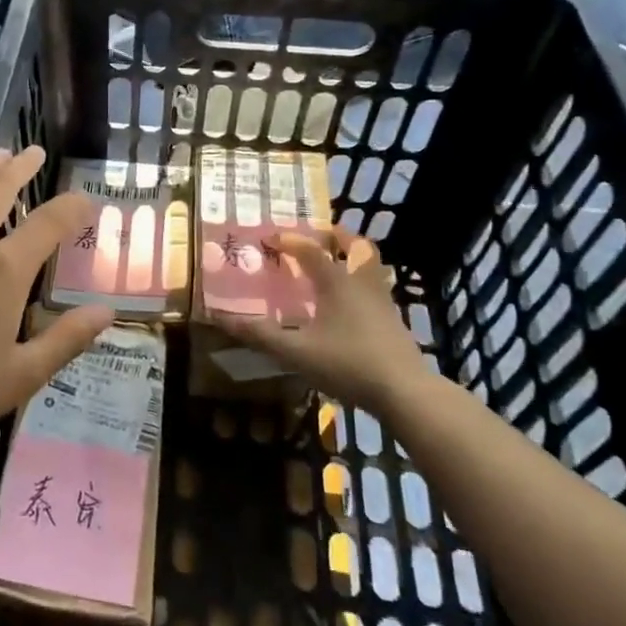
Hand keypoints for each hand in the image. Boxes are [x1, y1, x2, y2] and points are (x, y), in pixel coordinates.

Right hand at [216, 226, 428, 407]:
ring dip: (353, 258)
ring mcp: (382, 301)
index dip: (289, 240)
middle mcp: (362, 283)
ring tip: (335, 264)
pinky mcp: (393, 321)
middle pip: (357, 246)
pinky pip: (375, 289)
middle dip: (338, 236)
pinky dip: (360, 284)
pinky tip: (348, 305)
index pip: (311, 249)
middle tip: (319, 234)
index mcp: (337, 282)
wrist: (404, 391)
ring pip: (371, 267)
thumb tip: (221, 318)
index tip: (269, 239)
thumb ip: (260, 335)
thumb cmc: (347, 363)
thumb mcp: (295, 352)